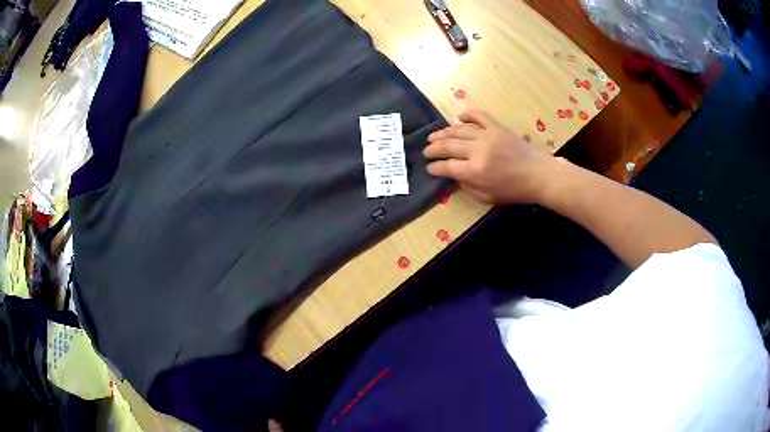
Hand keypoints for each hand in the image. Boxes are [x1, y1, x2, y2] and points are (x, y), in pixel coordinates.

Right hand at [423, 110, 556, 204]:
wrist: (538, 174)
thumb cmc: (514, 190)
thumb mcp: (487, 197)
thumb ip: (467, 186)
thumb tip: (453, 176)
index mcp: (474, 171)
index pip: (447, 167)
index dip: (435, 168)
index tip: (429, 168)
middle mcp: (477, 150)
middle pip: (448, 146)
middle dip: (433, 149)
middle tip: (426, 151)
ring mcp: (487, 135)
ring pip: (458, 130)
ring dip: (443, 133)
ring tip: (433, 136)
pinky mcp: (497, 127)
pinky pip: (478, 115)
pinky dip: (467, 114)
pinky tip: (458, 117)